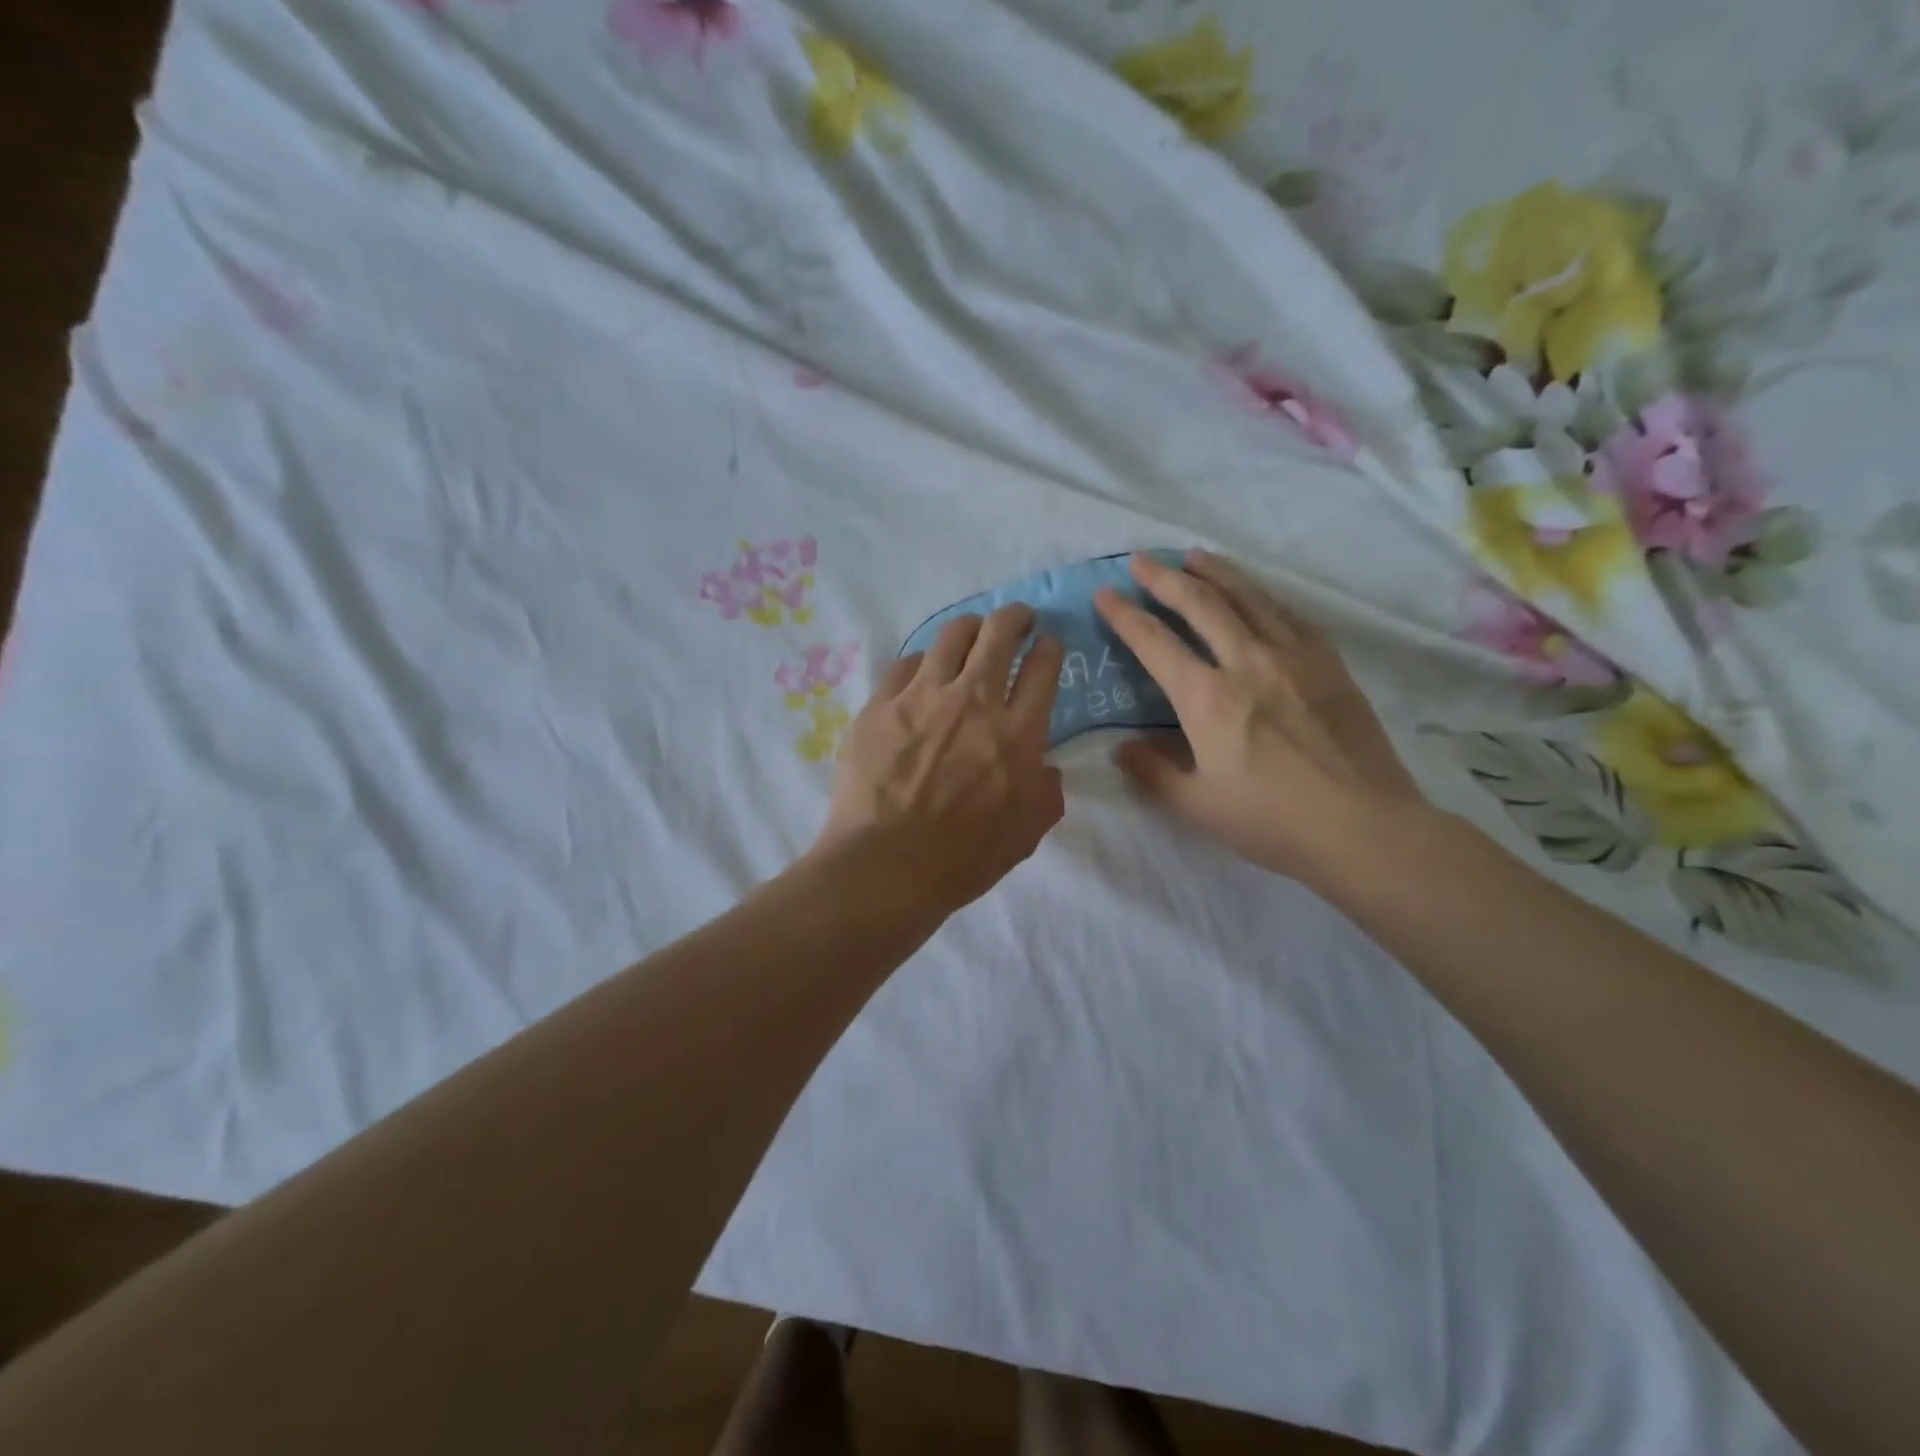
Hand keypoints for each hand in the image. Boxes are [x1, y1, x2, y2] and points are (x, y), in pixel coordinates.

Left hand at [813, 605, 1065, 919]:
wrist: (885, 867)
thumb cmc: (962, 859)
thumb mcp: (1027, 834)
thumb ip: (1046, 792)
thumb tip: (1044, 766)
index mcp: (1016, 732)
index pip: (1042, 667)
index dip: (1049, 647)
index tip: (1047, 644)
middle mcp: (972, 701)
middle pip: (999, 632)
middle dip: (1015, 617)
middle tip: (1017, 620)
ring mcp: (921, 697)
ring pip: (951, 635)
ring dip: (970, 628)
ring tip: (971, 634)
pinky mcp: (879, 705)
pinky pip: (904, 664)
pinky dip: (921, 663)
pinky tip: (921, 674)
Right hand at [1094, 551, 1426, 889]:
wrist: (1364, 827)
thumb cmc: (1272, 820)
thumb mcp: (1197, 805)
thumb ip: (1153, 772)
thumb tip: (1123, 747)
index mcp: (1207, 698)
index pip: (1154, 643)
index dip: (1124, 615)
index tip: (1104, 594)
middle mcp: (1247, 662)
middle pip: (1200, 604)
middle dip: (1165, 578)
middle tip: (1142, 560)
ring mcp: (1293, 657)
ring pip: (1248, 597)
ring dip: (1216, 572)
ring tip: (1194, 556)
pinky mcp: (1329, 663)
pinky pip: (1289, 615)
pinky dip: (1263, 596)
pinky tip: (1256, 594)